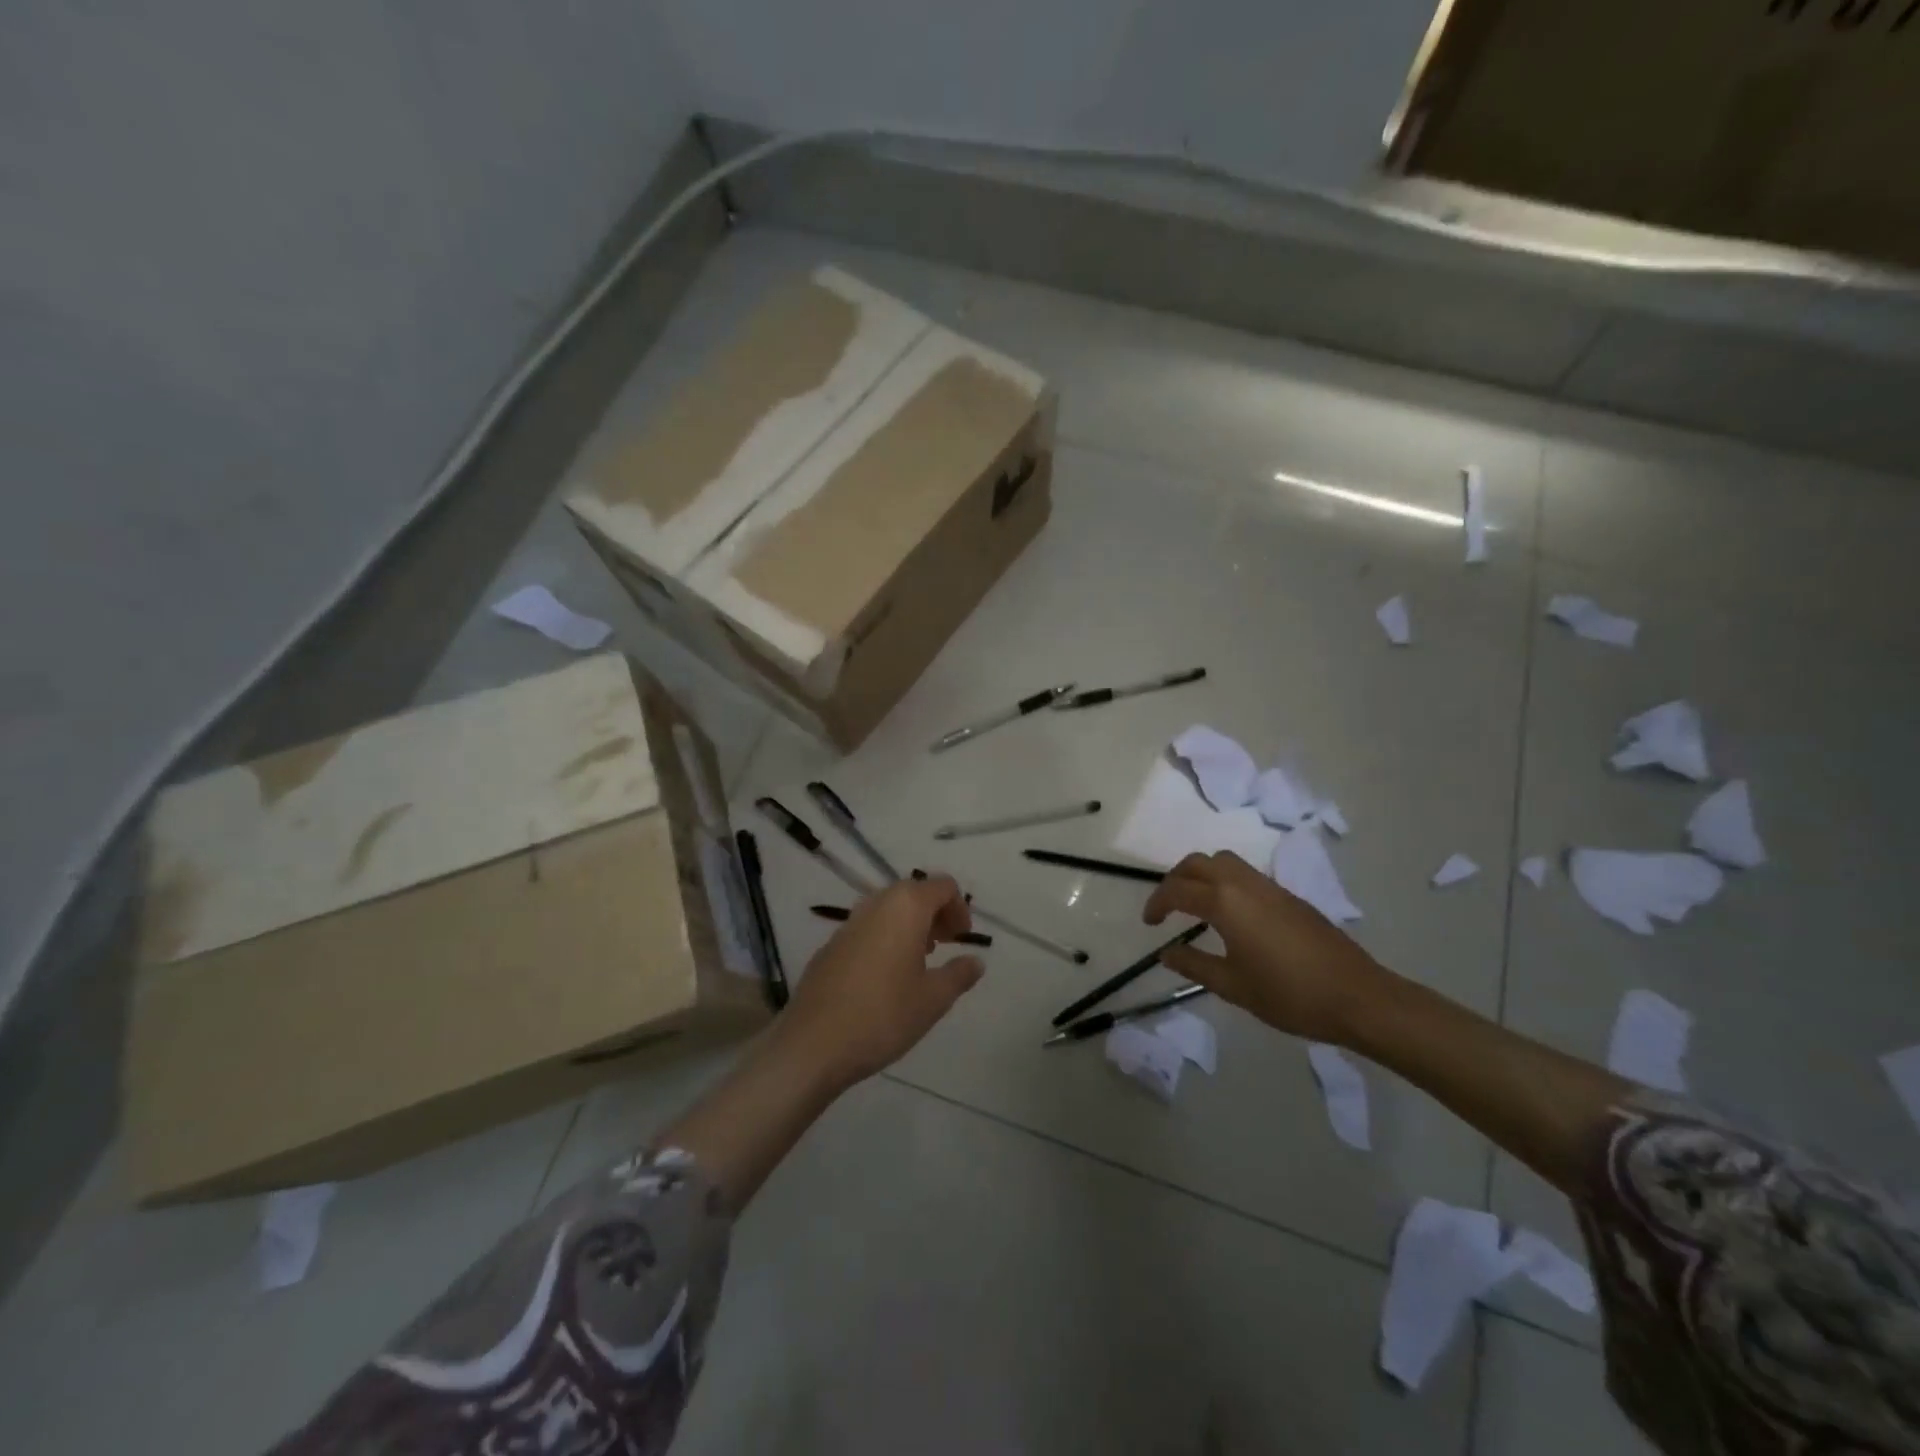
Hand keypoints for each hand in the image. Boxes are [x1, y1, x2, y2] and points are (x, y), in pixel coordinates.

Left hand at [774, 875, 984, 1089]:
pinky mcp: (831, 944)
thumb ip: (959, 974)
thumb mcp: (933, 999)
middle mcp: (876, 904)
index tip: (963, 939)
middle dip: (936, 914)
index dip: (959, 908)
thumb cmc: (883, 1015)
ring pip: (889, 909)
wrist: (813, 1044)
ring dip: (910, 926)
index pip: (942, 886)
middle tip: (946, 945)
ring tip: (919, 961)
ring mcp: (849, 923)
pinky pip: (868, 928)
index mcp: (906, 907)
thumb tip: (975, 961)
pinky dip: (886, 938)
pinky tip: (886, 977)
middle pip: (914, 893)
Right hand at [1143, 851, 1387, 1043]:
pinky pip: (1246, 875)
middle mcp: (1245, 884)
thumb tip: (1166, 953)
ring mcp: (1271, 887)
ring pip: (1225, 862)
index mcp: (1226, 903)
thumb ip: (1195, 965)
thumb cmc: (1290, 995)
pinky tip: (1231, 915)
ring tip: (1196, 904)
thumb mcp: (1233, 986)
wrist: (1358, 997)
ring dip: (1202, 875)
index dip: (1157, 903)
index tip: (1149, 924)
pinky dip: (1226, 882)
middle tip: (1167, 906)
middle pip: (1199, 863)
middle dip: (1176, 879)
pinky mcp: (1290, 897)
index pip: (1178, 890)